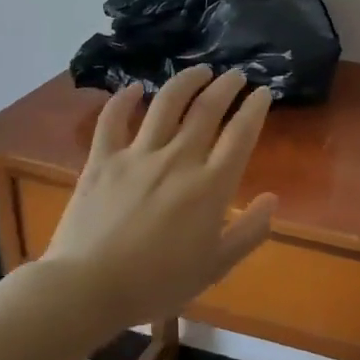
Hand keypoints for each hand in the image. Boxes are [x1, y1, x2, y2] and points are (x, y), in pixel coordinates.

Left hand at [40, 66, 277, 331]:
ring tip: (200, 71)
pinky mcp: (103, 160)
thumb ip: (249, 231)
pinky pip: (113, 119)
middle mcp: (179, 159)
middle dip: (226, 86)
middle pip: (208, 109)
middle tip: (236, 75)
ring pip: (166, 103)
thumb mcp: (215, 266)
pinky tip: (134, 88)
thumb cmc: (157, 283)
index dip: (255, 107)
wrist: (87, 289)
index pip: (241, 133)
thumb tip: (273, 199)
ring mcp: (138, 155)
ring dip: (187, 81)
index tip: (263, 92)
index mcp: (211, 185)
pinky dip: (123, 99)